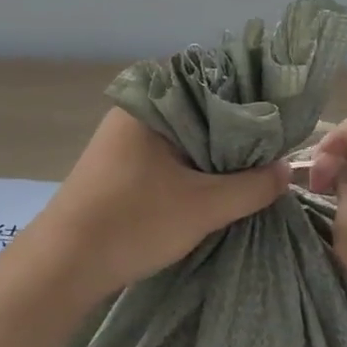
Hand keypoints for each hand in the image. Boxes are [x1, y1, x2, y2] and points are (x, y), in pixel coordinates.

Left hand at [35, 109, 291, 299]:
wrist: (61, 266)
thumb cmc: (132, 223)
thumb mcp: (203, 207)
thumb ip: (251, 186)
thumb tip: (285, 170)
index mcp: (150, 102)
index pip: (211, 79)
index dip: (248, 96)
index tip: (278, 116)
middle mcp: (135, 110)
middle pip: (198, 108)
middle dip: (233, 128)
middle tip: (271, 146)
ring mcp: (123, 139)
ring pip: (182, 134)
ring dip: (212, 150)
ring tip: (249, 166)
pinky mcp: (118, 165)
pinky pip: (165, 153)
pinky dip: (190, 164)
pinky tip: (212, 183)